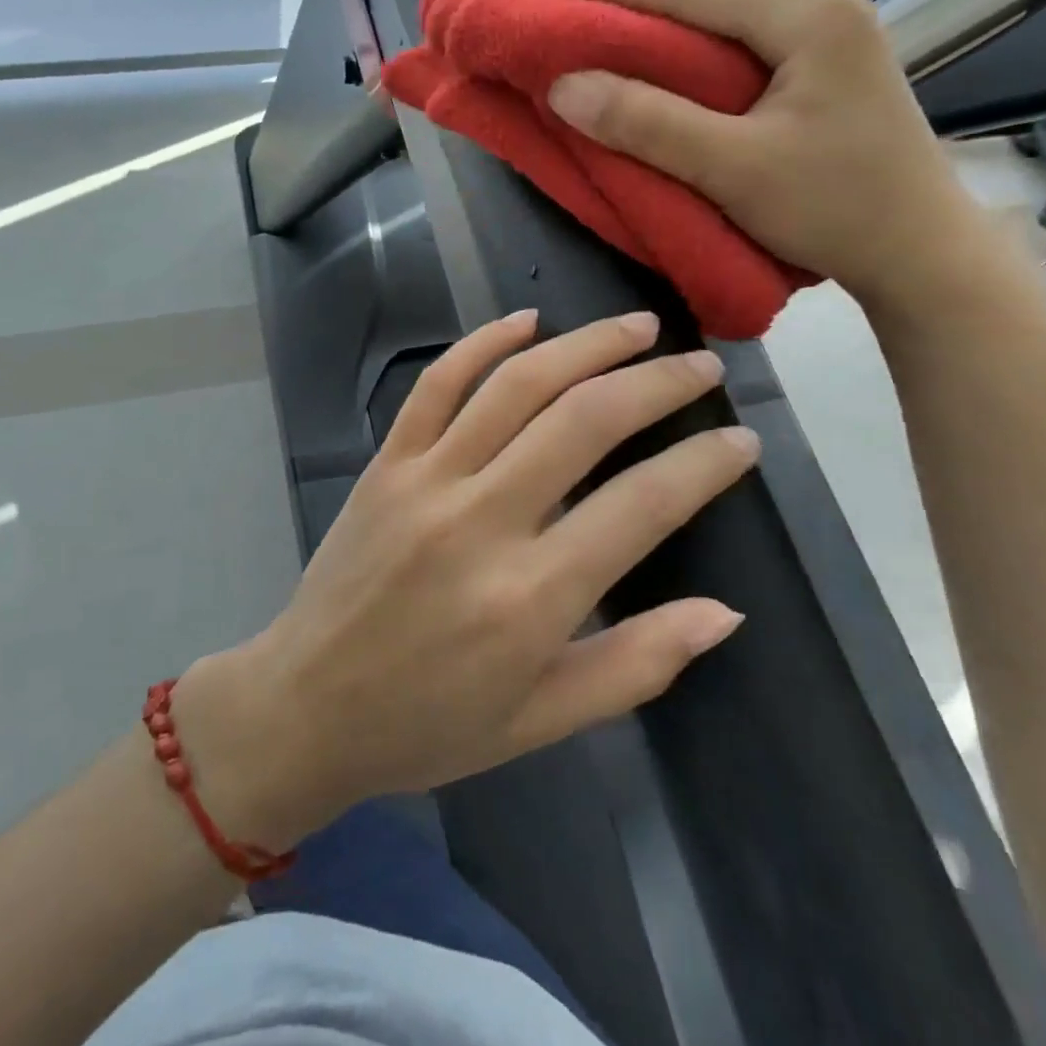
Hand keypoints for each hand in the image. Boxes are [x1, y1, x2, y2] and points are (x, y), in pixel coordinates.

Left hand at [175, 310, 757, 848]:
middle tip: (701, 365)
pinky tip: (526, 320)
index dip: (703, 463)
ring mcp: (426, 479)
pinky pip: (436, 384)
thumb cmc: (428, 725)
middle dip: (656, 382)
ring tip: (638, 326)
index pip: (643, 504)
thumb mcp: (541, 720)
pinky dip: (483, 343)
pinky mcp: (385, 462)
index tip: (740, 440)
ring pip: (516, 384)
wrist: (305, 705)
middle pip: (584, 420)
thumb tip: (726, 613)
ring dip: (584, 344)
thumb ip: (637, 664)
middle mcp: (481, 519)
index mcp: (531, 596)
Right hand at [530, 0, 996, 313]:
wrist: (919, 250)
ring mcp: (829, 27)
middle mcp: (822, 2)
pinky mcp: (823, 57)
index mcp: (809, 17)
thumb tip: (564, 86)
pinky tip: (667, 45)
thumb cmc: (835, 211)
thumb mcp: (733, 171)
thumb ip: (649, 124)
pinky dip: (693, 20)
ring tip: (609, 13)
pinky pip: (744, 16)